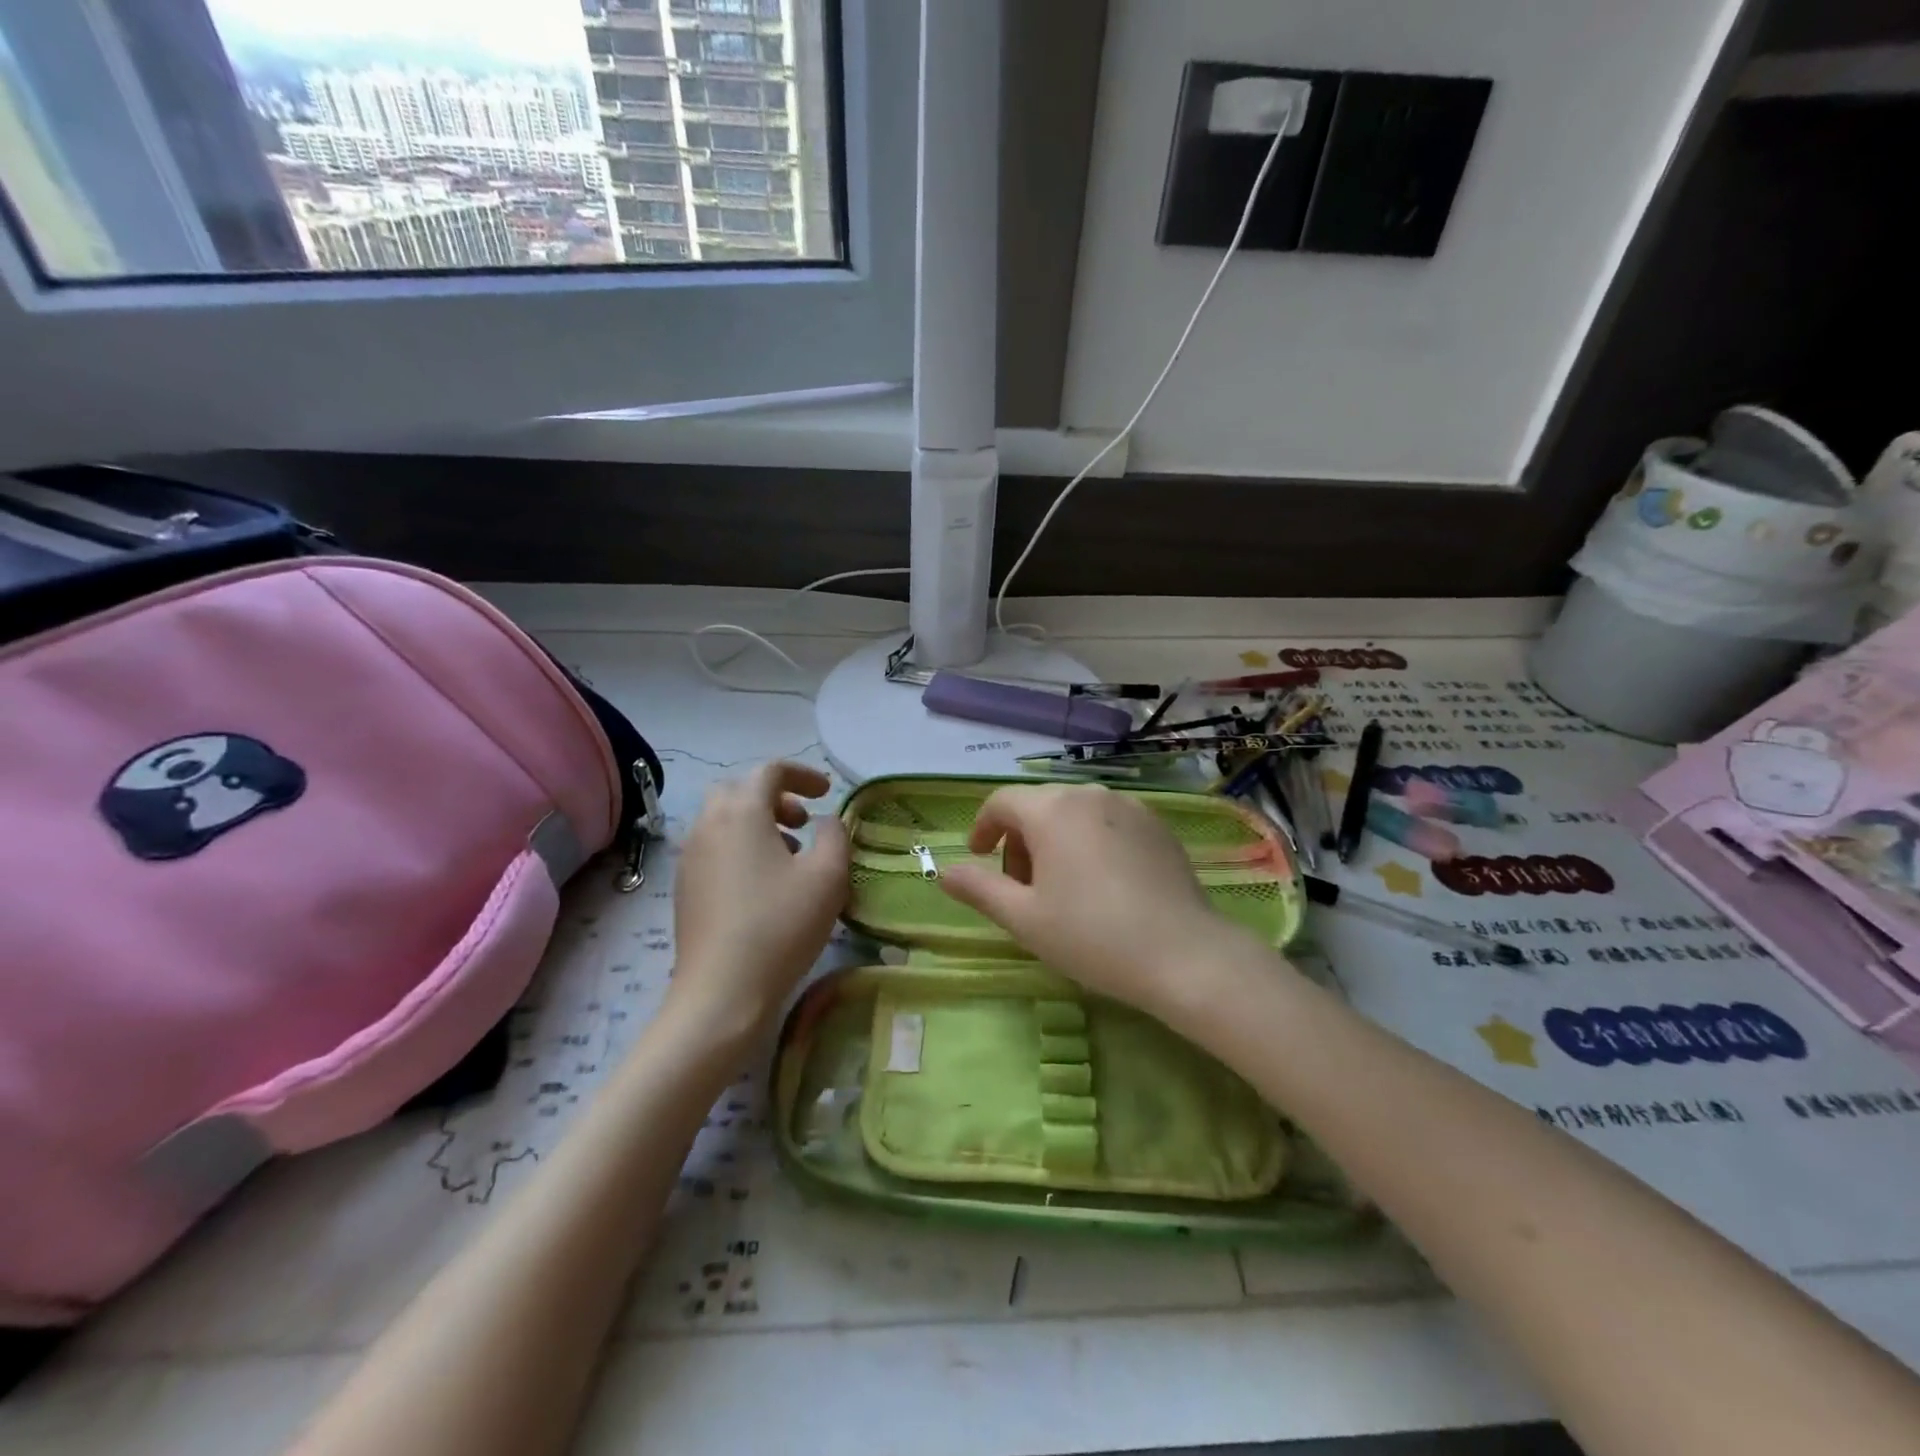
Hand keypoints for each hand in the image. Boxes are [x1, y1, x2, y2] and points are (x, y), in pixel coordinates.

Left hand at [668, 761, 849, 1039]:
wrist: (722, 992)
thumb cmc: (780, 926)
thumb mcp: (827, 876)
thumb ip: (835, 835)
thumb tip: (826, 821)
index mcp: (741, 812)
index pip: (770, 771)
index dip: (802, 774)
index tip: (826, 793)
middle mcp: (708, 825)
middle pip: (739, 791)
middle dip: (775, 797)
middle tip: (803, 822)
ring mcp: (690, 857)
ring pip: (724, 820)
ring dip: (758, 824)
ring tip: (790, 855)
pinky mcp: (685, 888)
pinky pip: (714, 848)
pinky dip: (741, 848)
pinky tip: (764, 885)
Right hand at [937, 783, 1265, 1021]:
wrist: (1184, 954)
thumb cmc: (1092, 936)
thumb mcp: (1023, 919)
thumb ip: (979, 889)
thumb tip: (944, 871)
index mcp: (1051, 810)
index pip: (1001, 802)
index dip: (982, 828)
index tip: (980, 858)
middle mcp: (1089, 794)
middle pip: (1038, 807)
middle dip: (1020, 841)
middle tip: (1023, 889)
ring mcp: (1129, 807)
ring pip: (1075, 814)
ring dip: (1055, 842)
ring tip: (1063, 889)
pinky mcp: (1158, 825)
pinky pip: (1108, 823)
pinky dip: (1091, 843)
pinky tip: (1104, 885)